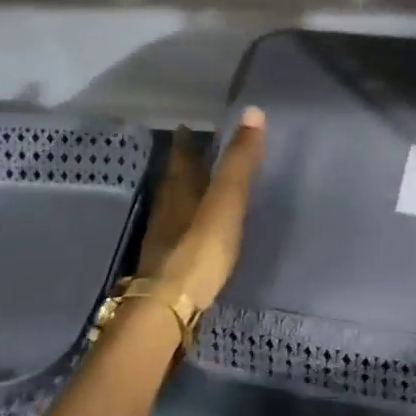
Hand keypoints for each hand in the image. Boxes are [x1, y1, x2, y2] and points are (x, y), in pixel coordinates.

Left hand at [131, 107, 266, 313]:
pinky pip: (177, 229)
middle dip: (184, 165)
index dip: (186, 141)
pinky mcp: (167, 263)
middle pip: (175, 179)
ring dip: (184, 192)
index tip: (188, 126)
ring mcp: (163, 237)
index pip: (182, 156)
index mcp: (180, 188)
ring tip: (198, 186)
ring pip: (173, 204)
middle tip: (195, 151)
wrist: (169, 305)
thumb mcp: (226, 199)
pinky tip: (194, 229)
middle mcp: (167, 207)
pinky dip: (186, 220)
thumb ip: (239, 160)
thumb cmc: (200, 246)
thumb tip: (252, 111)